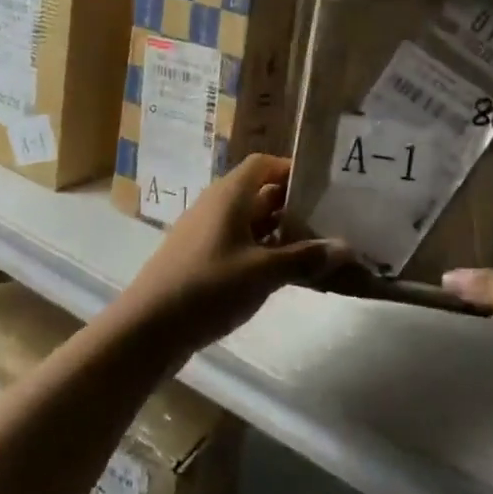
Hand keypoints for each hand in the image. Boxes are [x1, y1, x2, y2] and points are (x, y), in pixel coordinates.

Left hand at [119, 155, 344, 356]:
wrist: (147, 329)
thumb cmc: (208, 287)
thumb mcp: (263, 273)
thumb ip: (305, 258)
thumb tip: (345, 247)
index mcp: (230, 195)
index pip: (265, 164)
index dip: (292, 171)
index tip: (323, 189)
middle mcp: (216, 205)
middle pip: (260, 193)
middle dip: (292, 207)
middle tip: (327, 224)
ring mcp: (204, 232)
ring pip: (249, 221)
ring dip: (278, 233)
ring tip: (311, 251)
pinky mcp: (199, 258)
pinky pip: (237, 243)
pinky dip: (260, 252)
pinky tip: (280, 275)